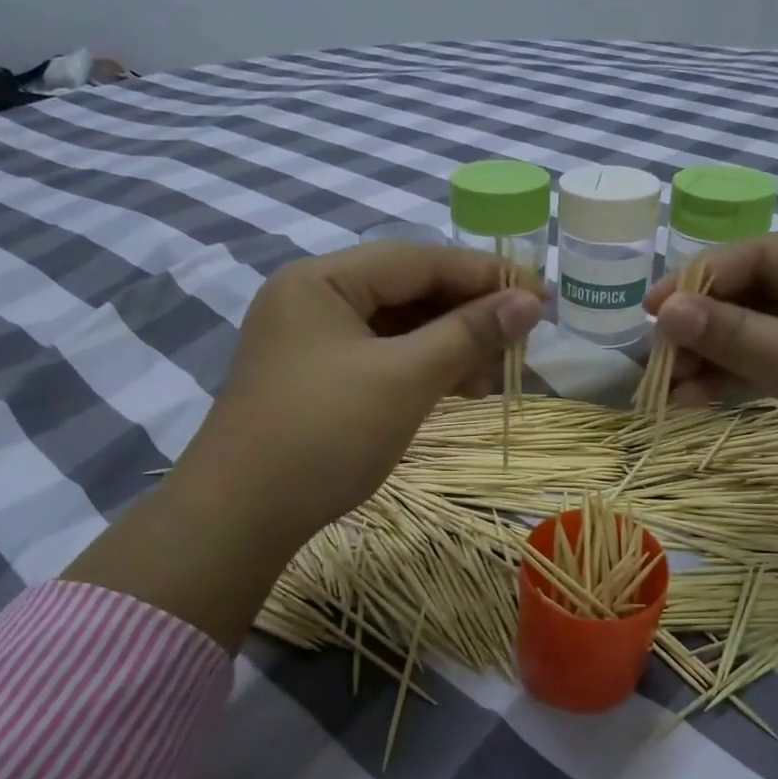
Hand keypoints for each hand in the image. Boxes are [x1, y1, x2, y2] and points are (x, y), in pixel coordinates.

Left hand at [65, 242, 543, 647]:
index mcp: (323, 280)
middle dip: (468, 315)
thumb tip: (530, 302)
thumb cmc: (323, 436)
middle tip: (520, 342)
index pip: (419, 260)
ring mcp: (313, 340)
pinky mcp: (318, 377)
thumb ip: (468, 334)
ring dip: (450, 346)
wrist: (238, 518)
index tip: (539, 297)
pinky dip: (423, 369)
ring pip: (399, 327)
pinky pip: (383, 357)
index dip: (485, 275)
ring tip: (493, 377)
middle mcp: (314, 298)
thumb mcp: (404, 380)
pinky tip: (459, 389)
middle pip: (408, 290)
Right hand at [647, 233, 777, 539]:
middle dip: (705, 325)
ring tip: (668, 388)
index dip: (703, 278)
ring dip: (714, 357)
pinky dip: (736, 380)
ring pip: (760, 334)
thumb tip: (665, 311)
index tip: (652, 311)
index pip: (765, 255)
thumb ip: (737, 335)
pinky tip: (696, 400)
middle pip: (758, 294)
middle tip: (657, 357)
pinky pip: (773, 366)